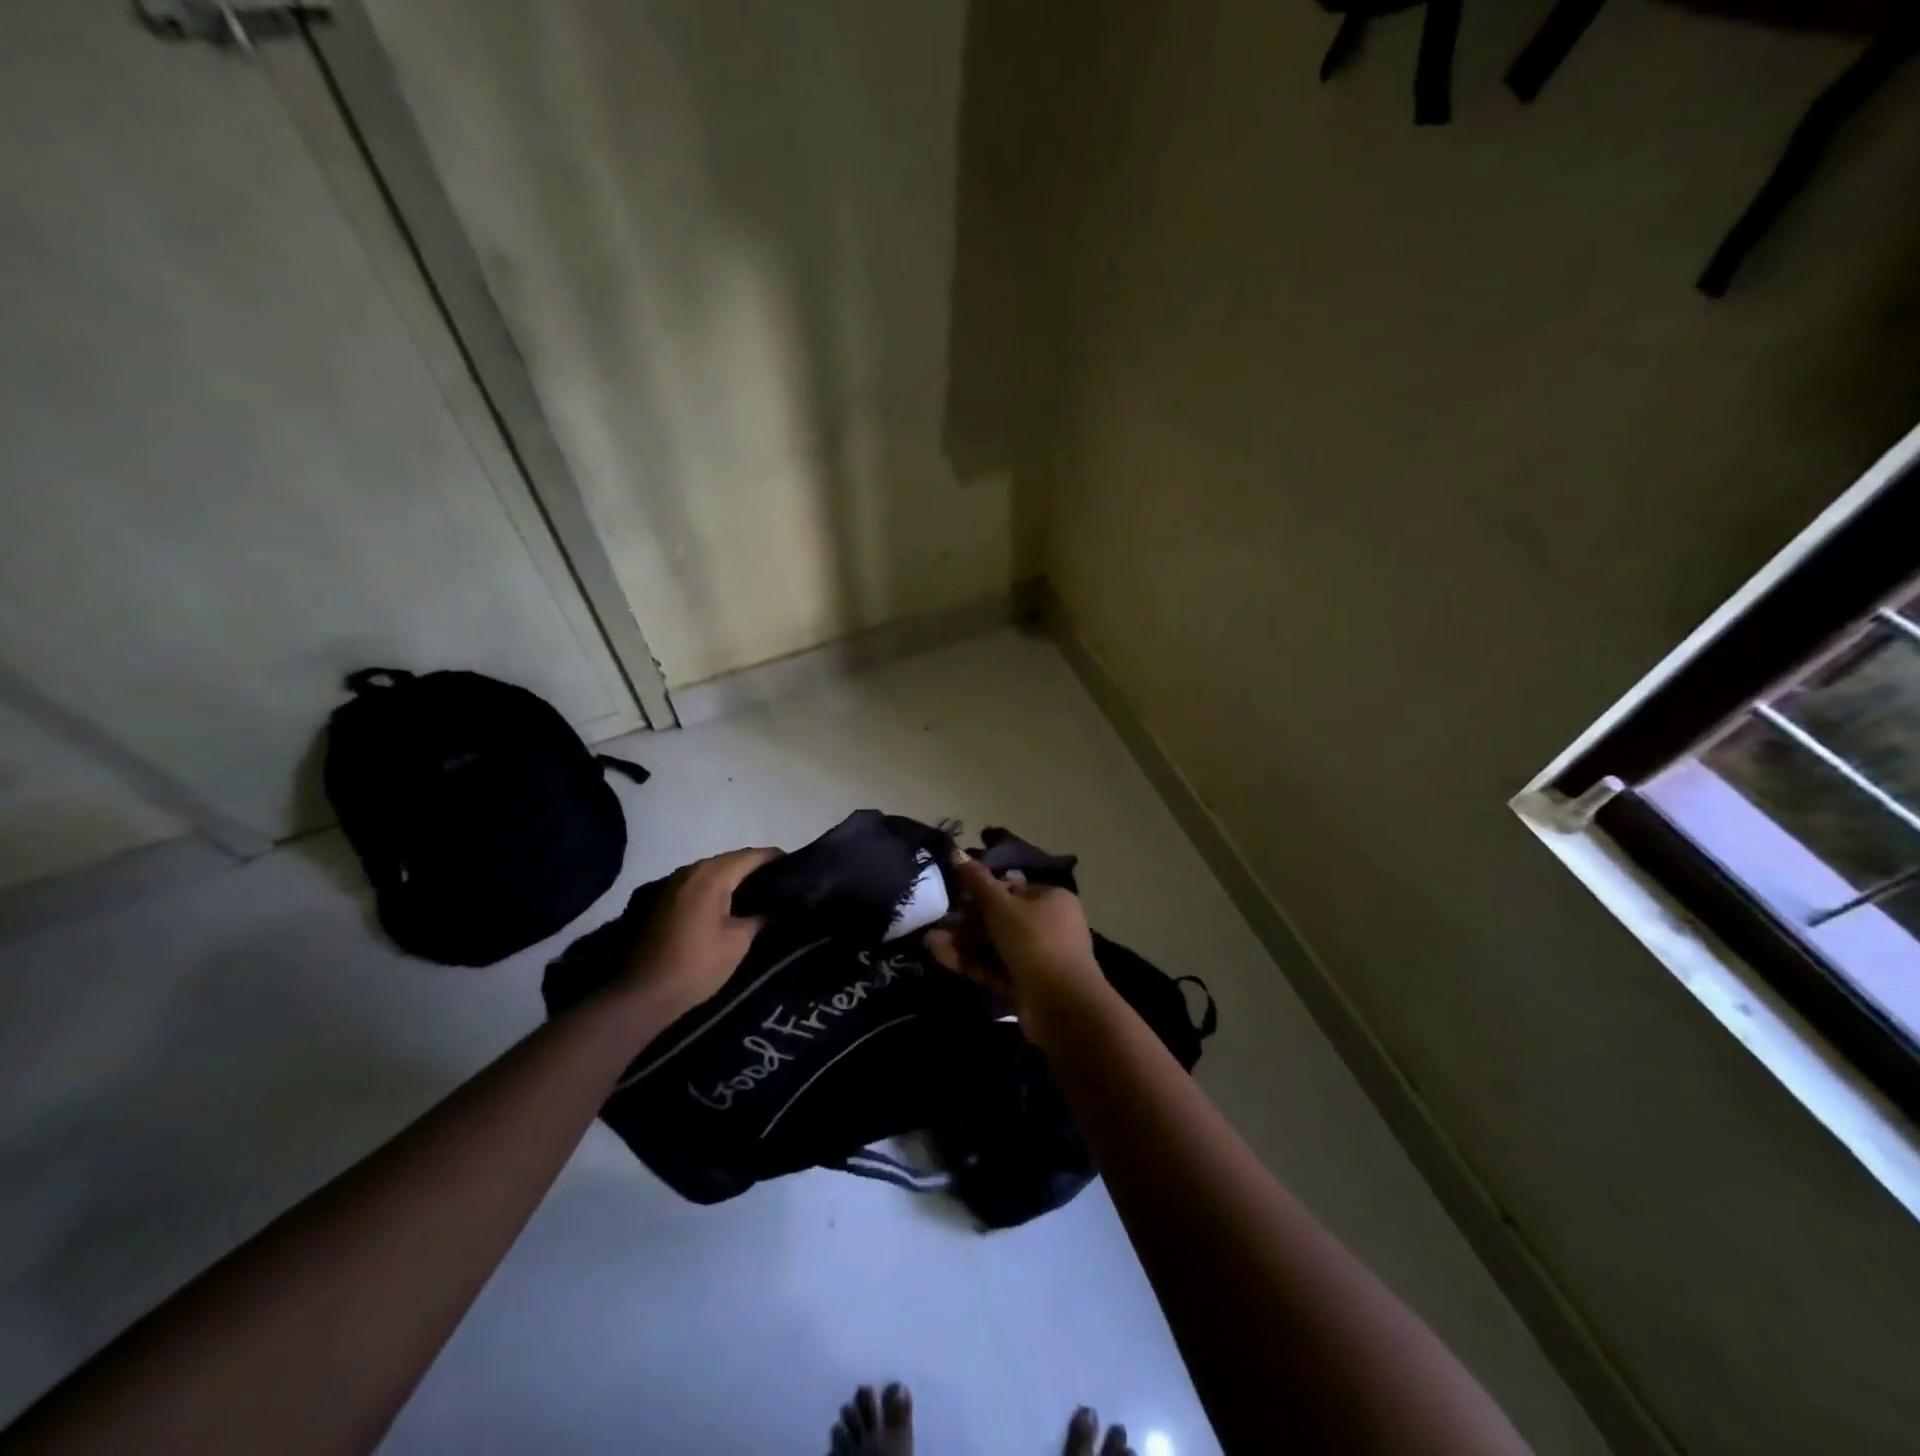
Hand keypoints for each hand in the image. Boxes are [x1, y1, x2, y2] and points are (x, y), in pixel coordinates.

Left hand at [621, 847, 779, 1016]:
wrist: (644, 994)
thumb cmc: (698, 965)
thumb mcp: (739, 941)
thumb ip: (760, 915)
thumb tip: (775, 906)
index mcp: (712, 875)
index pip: (754, 855)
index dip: (779, 860)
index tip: (800, 871)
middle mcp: (692, 870)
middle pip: (735, 859)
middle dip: (760, 869)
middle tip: (785, 885)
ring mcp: (676, 883)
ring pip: (717, 870)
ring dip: (739, 878)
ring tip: (764, 895)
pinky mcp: (667, 898)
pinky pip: (702, 883)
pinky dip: (721, 888)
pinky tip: (734, 905)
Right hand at [925, 855, 1110, 1042]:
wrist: (1063, 1007)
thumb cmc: (1035, 943)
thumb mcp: (1002, 907)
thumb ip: (977, 881)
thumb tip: (956, 851)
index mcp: (1051, 899)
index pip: (1012, 887)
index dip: (981, 890)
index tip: (953, 893)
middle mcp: (1048, 925)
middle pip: (1001, 917)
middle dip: (967, 920)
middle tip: (938, 920)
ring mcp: (1038, 957)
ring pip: (995, 944)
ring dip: (964, 942)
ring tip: (930, 941)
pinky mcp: (1026, 984)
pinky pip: (995, 967)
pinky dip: (971, 961)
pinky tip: (940, 955)